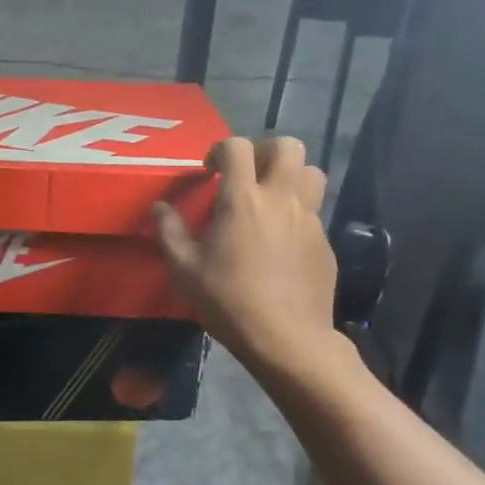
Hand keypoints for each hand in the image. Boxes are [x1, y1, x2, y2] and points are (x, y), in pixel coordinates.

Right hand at [153, 136, 342, 372]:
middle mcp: (281, 199)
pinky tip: (281, 240)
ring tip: (271, 198)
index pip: (237, 147)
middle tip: (247, 174)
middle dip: (265, 151)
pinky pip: (315, 210)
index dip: (221, 150)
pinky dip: (298, 212)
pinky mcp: (325, 242)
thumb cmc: (228, 301)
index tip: (210, 170)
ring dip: (291, 175)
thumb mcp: (184, 270)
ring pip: (312, 173)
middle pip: (288, 146)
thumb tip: (159, 207)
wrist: (286, 338)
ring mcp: (309, 219)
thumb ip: (169, 232)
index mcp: (243, 200)